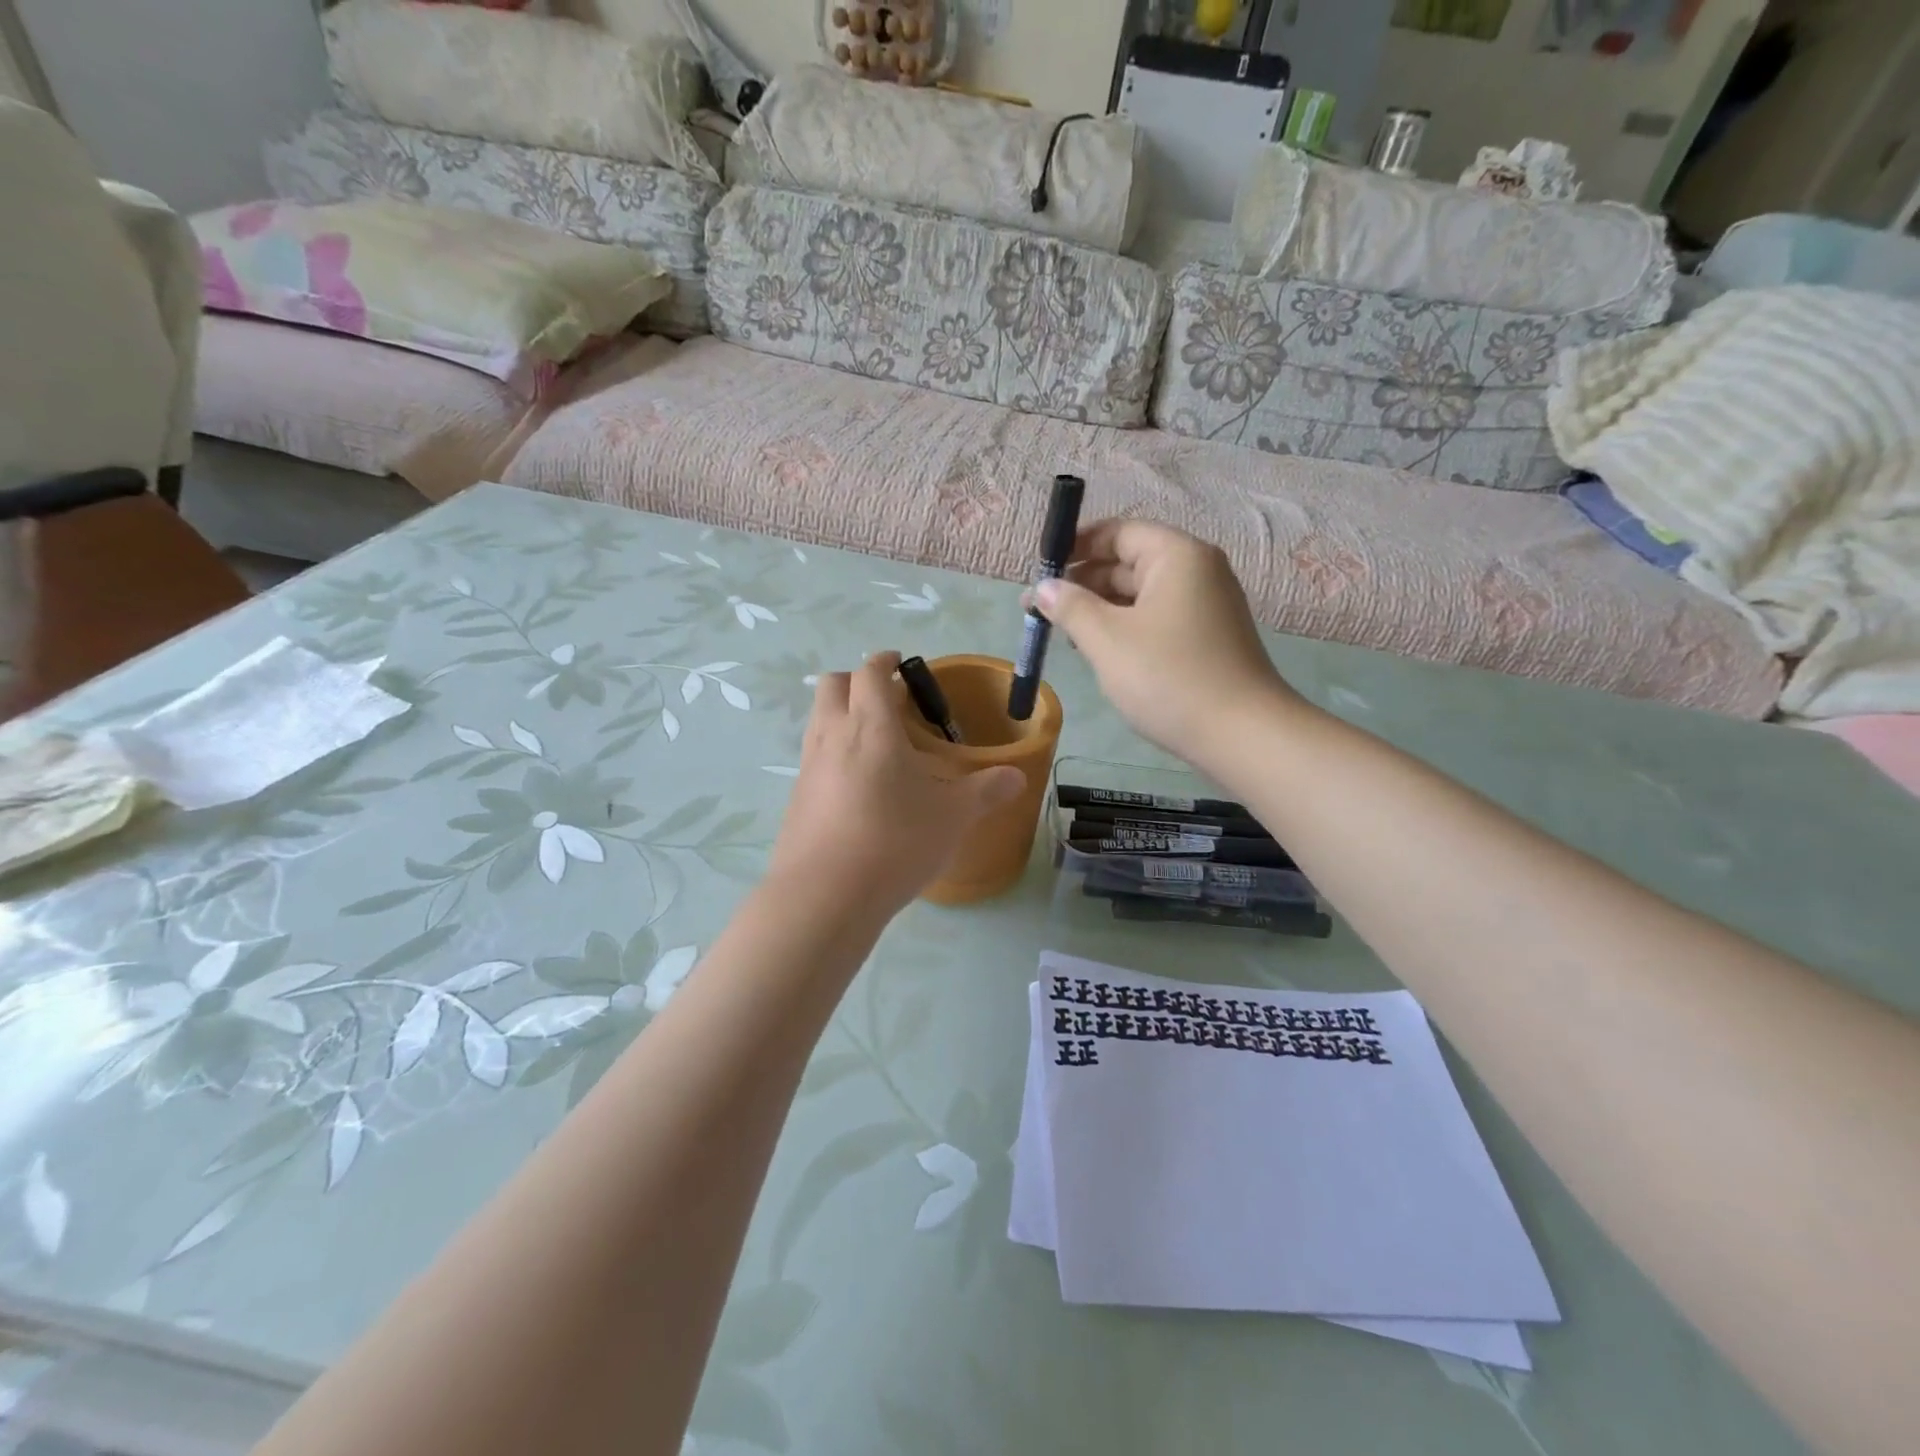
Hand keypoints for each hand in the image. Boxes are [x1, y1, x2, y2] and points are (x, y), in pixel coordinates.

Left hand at [768, 652, 1025, 917]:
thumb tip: (1017, 776)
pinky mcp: (796, 799)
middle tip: (888, 701)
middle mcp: (832, 736)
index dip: (885, 661)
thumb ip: (986, 791)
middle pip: (832, 685)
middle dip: (857, 681)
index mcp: (870, 726)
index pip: (870, 672)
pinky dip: (833, 753)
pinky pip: (814, 758)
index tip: (900, 664)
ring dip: (842, 715)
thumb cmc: (895, 842)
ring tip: (876, 743)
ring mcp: (808, 767)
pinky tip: (858, 787)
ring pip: (818, 719)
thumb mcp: (952, 817)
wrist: (825, 896)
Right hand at [1036, 520, 1299, 760]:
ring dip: (1100, 610)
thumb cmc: (1169, 678)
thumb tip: (1043, 587)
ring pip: (1140, 595)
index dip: (1076, 546)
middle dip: (1082, 583)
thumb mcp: (1107, 640)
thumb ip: (1070, 606)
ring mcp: (1206, 606)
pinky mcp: (1207, 638)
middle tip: (1040, 610)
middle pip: (1129, 562)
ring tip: (1064, 635)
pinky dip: (1125, 628)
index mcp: (1177, 556)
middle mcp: (1197, 571)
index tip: (1040, 570)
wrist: (1241, 735)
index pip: (1118, 532)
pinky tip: (1100, 653)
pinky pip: (1156, 619)